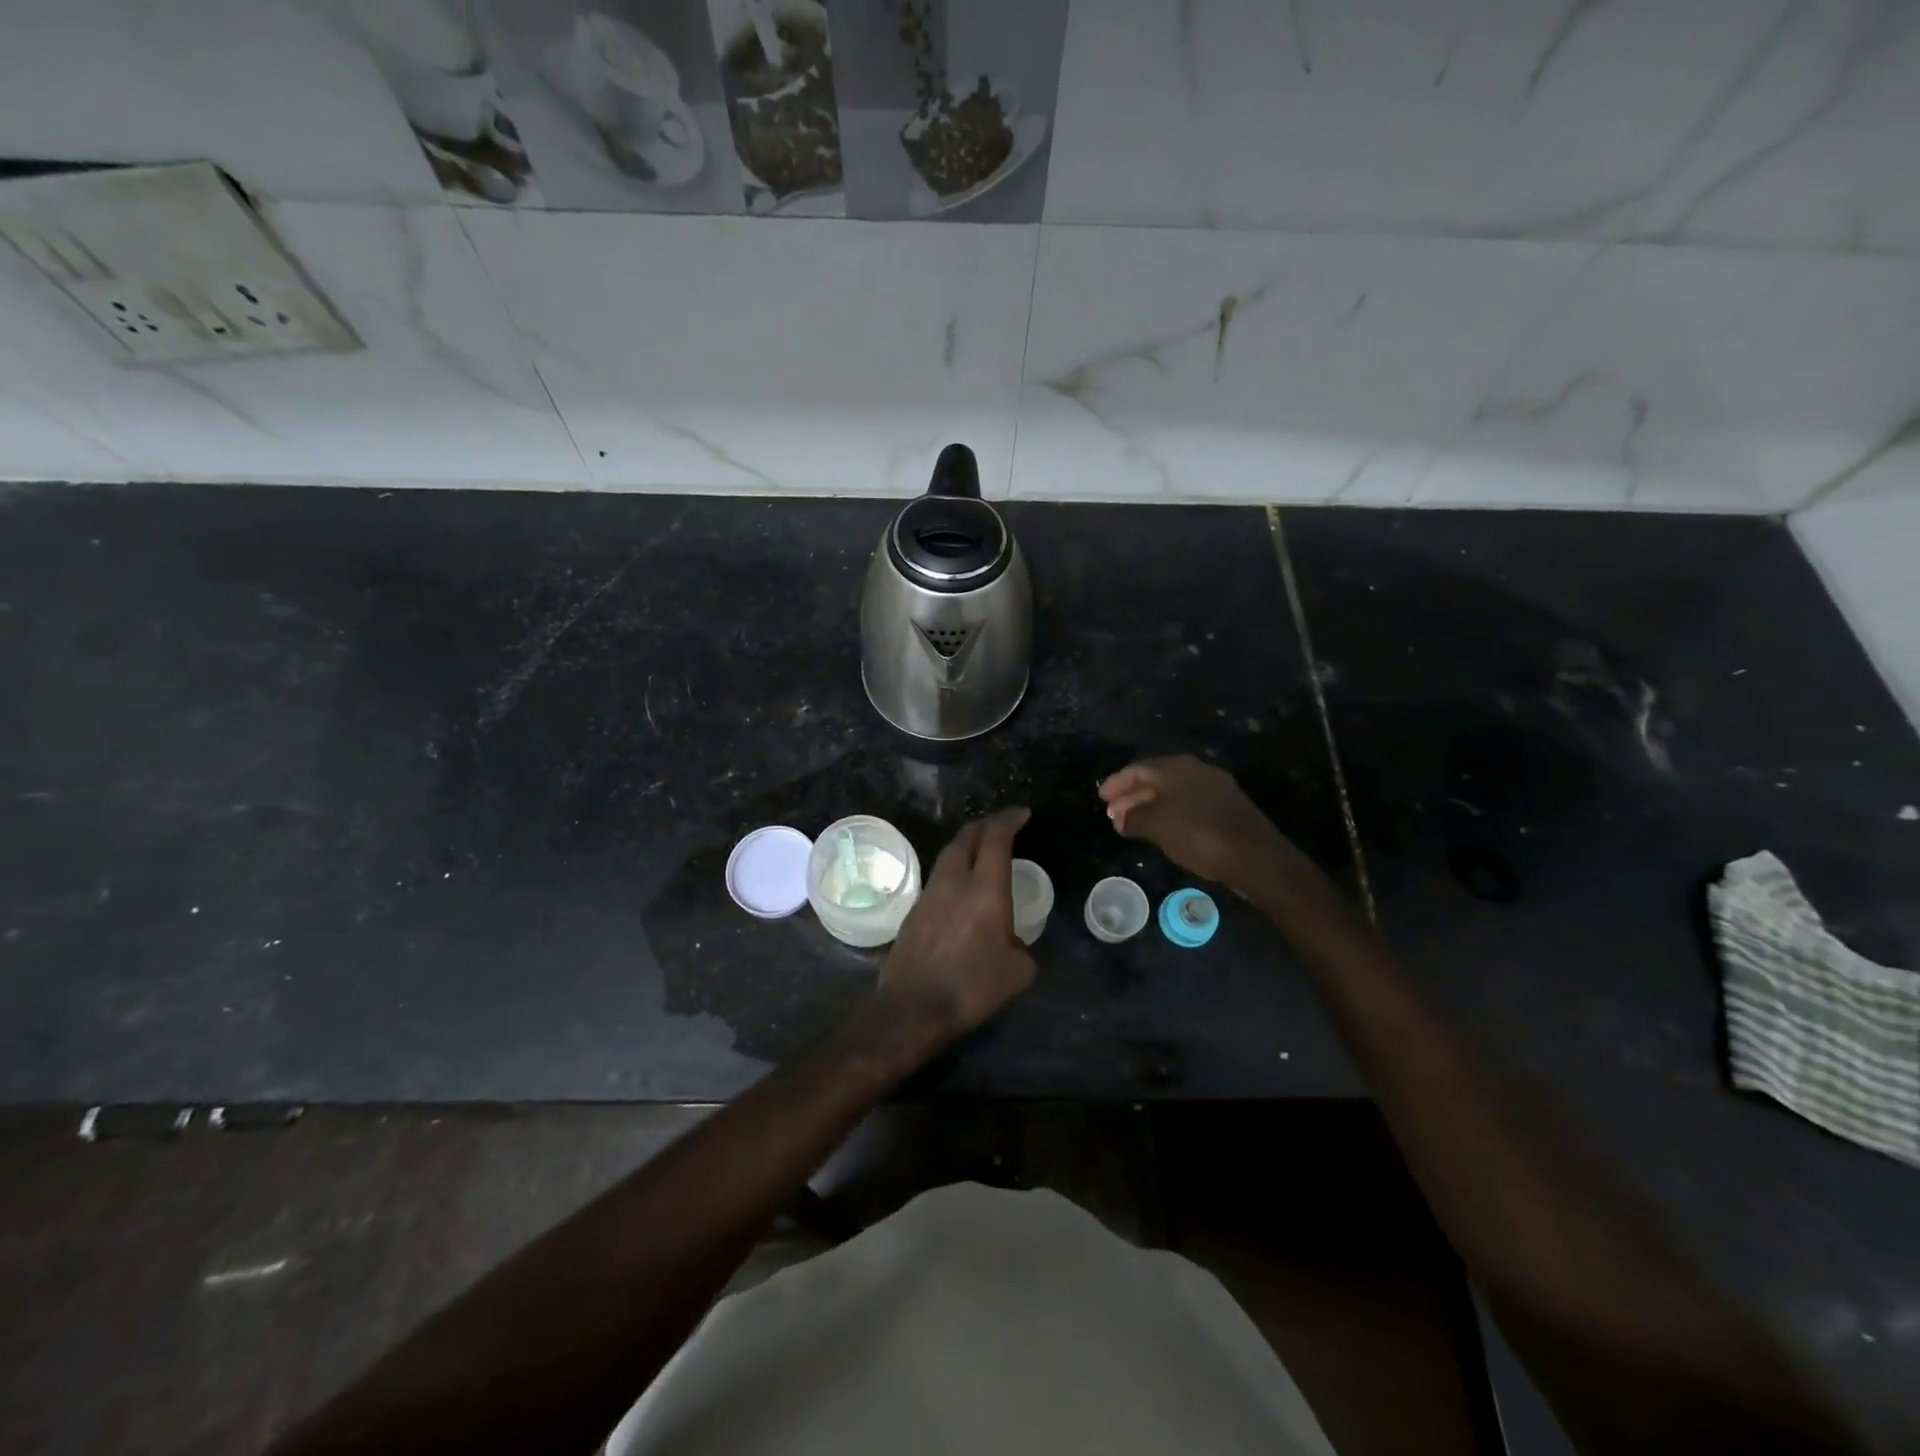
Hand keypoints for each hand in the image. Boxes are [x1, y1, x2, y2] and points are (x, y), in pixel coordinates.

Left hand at [875, 808, 1036, 1047]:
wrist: (913, 1007)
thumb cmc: (971, 987)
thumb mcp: (1018, 972)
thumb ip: (1023, 948)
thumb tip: (1016, 944)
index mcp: (985, 889)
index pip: (996, 837)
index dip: (1010, 820)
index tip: (1022, 814)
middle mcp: (955, 881)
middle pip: (967, 836)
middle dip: (986, 825)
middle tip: (1003, 826)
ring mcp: (930, 893)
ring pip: (949, 855)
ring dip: (967, 845)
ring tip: (982, 852)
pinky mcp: (914, 910)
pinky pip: (939, 877)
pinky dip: (954, 869)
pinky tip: (961, 887)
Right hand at [1099, 755, 1288, 889]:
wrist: (1255, 857)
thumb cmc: (1198, 835)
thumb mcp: (1157, 827)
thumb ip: (1133, 819)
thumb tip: (1120, 818)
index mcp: (1176, 767)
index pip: (1137, 769)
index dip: (1117, 783)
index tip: (1101, 797)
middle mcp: (1196, 770)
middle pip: (1155, 779)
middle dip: (1132, 796)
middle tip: (1113, 813)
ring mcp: (1214, 788)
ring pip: (1173, 793)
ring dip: (1150, 806)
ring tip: (1132, 824)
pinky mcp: (1227, 807)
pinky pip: (1188, 804)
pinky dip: (1170, 813)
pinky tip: (1162, 829)